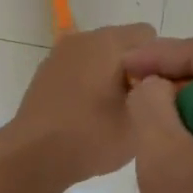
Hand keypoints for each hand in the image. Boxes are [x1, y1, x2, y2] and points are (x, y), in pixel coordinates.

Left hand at [6, 23, 157, 186]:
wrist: (33, 154)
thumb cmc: (91, 137)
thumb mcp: (140, 119)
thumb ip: (158, 94)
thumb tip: (158, 82)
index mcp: (109, 42)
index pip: (150, 38)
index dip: (159, 64)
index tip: (155, 93)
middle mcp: (84, 38)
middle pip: (124, 43)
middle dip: (135, 68)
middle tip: (137, 105)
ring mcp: (61, 52)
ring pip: (102, 55)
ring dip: (111, 74)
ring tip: (112, 110)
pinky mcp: (47, 69)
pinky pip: (81, 66)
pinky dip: (90, 81)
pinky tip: (88, 111)